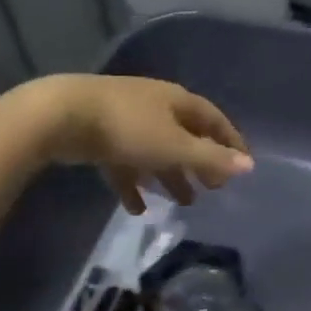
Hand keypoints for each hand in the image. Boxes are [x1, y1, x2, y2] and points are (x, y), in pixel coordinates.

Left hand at [26, 75, 253, 213]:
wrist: (61, 116)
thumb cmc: (127, 128)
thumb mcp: (174, 146)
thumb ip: (210, 159)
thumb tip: (249, 165)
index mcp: (177, 101)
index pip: (214, 119)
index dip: (230, 141)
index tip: (243, 164)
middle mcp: (155, 106)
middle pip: (185, 135)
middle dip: (200, 162)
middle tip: (213, 189)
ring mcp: (126, 120)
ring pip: (156, 151)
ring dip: (170, 176)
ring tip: (183, 203)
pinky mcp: (101, 137)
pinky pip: (126, 163)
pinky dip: (135, 184)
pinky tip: (138, 209)